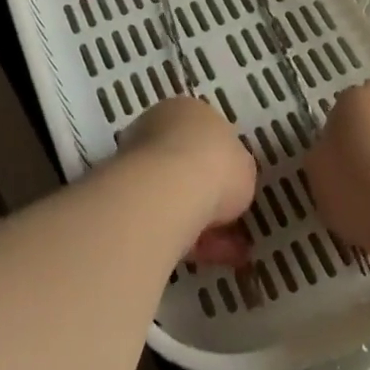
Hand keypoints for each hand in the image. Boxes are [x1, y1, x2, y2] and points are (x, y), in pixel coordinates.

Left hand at [120, 96, 257, 266]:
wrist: (167, 192)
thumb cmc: (214, 165)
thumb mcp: (245, 166)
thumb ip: (237, 172)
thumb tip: (229, 185)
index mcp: (185, 110)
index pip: (204, 133)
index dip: (223, 163)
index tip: (236, 188)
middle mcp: (156, 130)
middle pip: (186, 165)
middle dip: (209, 196)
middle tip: (233, 224)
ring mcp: (136, 165)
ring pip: (174, 197)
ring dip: (202, 222)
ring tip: (230, 253)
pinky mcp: (125, 202)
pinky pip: (163, 220)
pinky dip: (188, 239)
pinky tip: (210, 259)